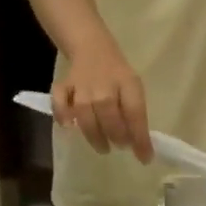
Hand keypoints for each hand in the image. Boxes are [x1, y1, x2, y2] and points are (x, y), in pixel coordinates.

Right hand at [52, 39, 153, 163]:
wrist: (92, 47)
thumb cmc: (117, 75)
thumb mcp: (133, 89)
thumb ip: (136, 115)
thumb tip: (139, 146)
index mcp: (127, 84)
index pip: (135, 115)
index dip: (140, 139)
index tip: (145, 158)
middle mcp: (104, 87)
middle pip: (110, 119)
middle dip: (117, 137)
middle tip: (120, 145)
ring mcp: (81, 87)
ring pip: (86, 117)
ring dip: (95, 136)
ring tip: (103, 146)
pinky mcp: (63, 87)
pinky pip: (60, 104)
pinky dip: (62, 115)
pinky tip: (68, 125)